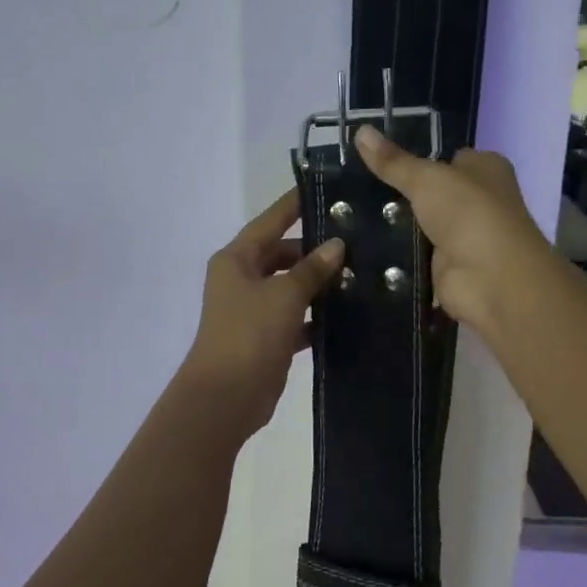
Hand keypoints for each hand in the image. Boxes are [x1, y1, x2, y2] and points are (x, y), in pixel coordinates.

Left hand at [180, 189, 343, 436]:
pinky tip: (347, 313)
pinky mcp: (265, 336)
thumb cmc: (250, 333)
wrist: (226, 396)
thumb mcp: (284, 295)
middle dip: (315, 250)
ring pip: (290, 286)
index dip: (295, 205)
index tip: (325, 189)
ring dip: (318, 284)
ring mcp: (252, 309)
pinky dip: (315, 315)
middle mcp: (241, 278)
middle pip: (282, 254)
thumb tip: (337, 245)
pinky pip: (294, 316)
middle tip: (357, 241)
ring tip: (360, 273)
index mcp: (236, 259)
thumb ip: (312, 268)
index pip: (270, 221)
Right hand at [354, 126, 552, 334]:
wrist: (491, 279)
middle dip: (399, 193)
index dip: (417, 157)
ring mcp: (463, 236)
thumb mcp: (426, 179)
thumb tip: (360, 131)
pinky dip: (394, 255)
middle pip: (431, 192)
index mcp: (485, 169)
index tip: (375, 158)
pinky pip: (413, 255)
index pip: (448, 156)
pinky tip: (362, 246)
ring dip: (394, 225)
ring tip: (348, 214)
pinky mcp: (447, 267)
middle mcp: (479, 200)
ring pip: (419, 225)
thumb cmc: (469, 214)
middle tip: (353, 187)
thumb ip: (393, 161)